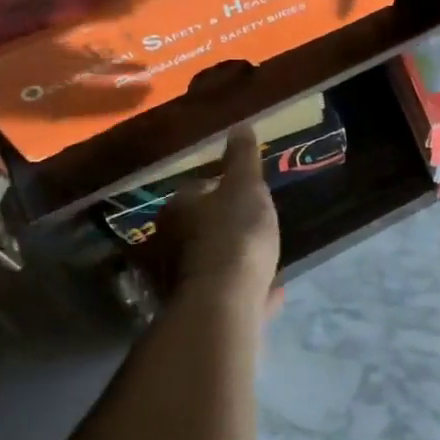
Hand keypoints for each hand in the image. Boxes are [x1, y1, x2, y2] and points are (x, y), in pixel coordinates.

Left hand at [168, 127, 282, 327]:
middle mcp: (169, 245)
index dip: (222, 190)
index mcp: (177, 210)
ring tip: (266, 261)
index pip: (197, 191)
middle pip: (200, 229)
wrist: (224, 304)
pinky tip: (270, 292)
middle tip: (257, 228)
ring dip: (233, 261)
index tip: (247, 195)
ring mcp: (181, 282)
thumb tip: (239, 126)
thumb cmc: (234, 235)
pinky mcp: (198, 312)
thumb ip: (242, 158)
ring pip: (211, 264)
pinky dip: (245, 290)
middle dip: (225, 228)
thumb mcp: (245, 187)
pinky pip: (225, 295)